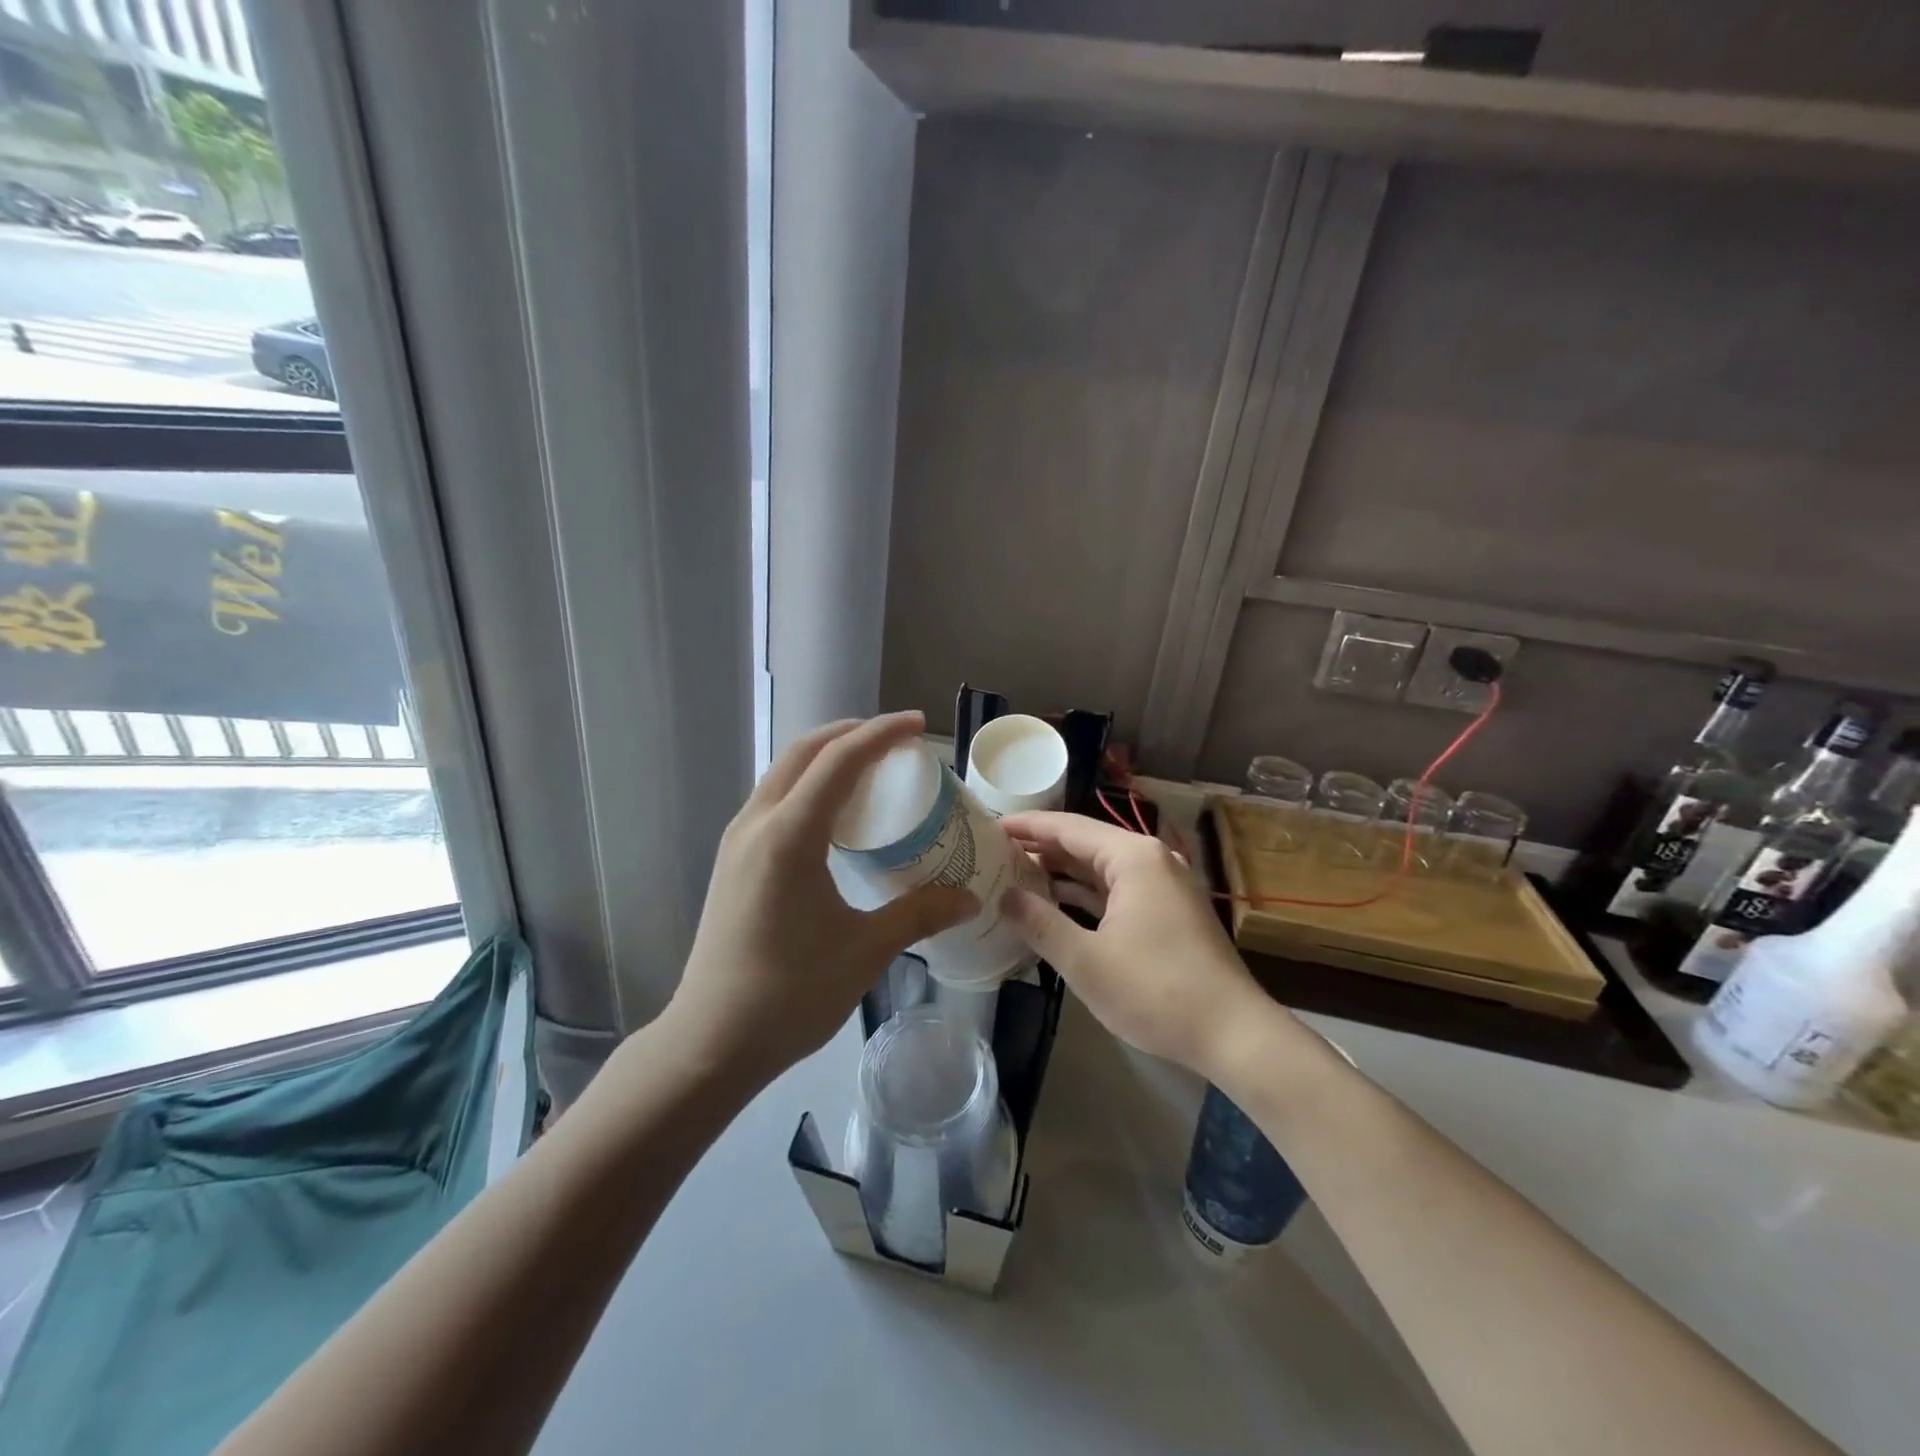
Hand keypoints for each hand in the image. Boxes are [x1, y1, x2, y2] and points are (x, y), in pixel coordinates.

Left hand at [666, 713, 977, 1082]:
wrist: (710, 1041)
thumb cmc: (790, 994)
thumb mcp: (865, 950)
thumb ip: (920, 914)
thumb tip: (970, 898)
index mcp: (789, 836)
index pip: (838, 761)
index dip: (879, 734)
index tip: (915, 724)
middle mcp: (756, 824)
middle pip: (803, 753)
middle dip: (849, 734)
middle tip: (894, 741)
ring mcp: (737, 842)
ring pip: (783, 774)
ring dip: (825, 758)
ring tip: (868, 769)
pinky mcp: (731, 862)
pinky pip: (773, 800)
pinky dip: (807, 786)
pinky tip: (833, 815)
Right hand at [999, 811, 1273, 1078]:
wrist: (1233, 1034)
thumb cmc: (1155, 991)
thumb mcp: (1085, 960)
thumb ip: (1040, 922)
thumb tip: (1005, 895)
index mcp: (1132, 857)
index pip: (1067, 827)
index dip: (1025, 826)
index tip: (988, 826)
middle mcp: (1151, 859)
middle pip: (1085, 842)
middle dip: (1041, 847)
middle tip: (993, 853)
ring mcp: (1164, 885)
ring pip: (1101, 867)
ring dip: (1062, 871)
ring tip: (1015, 874)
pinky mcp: (1169, 910)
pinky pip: (1118, 888)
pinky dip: (1086, 893)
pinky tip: (1056, 902)